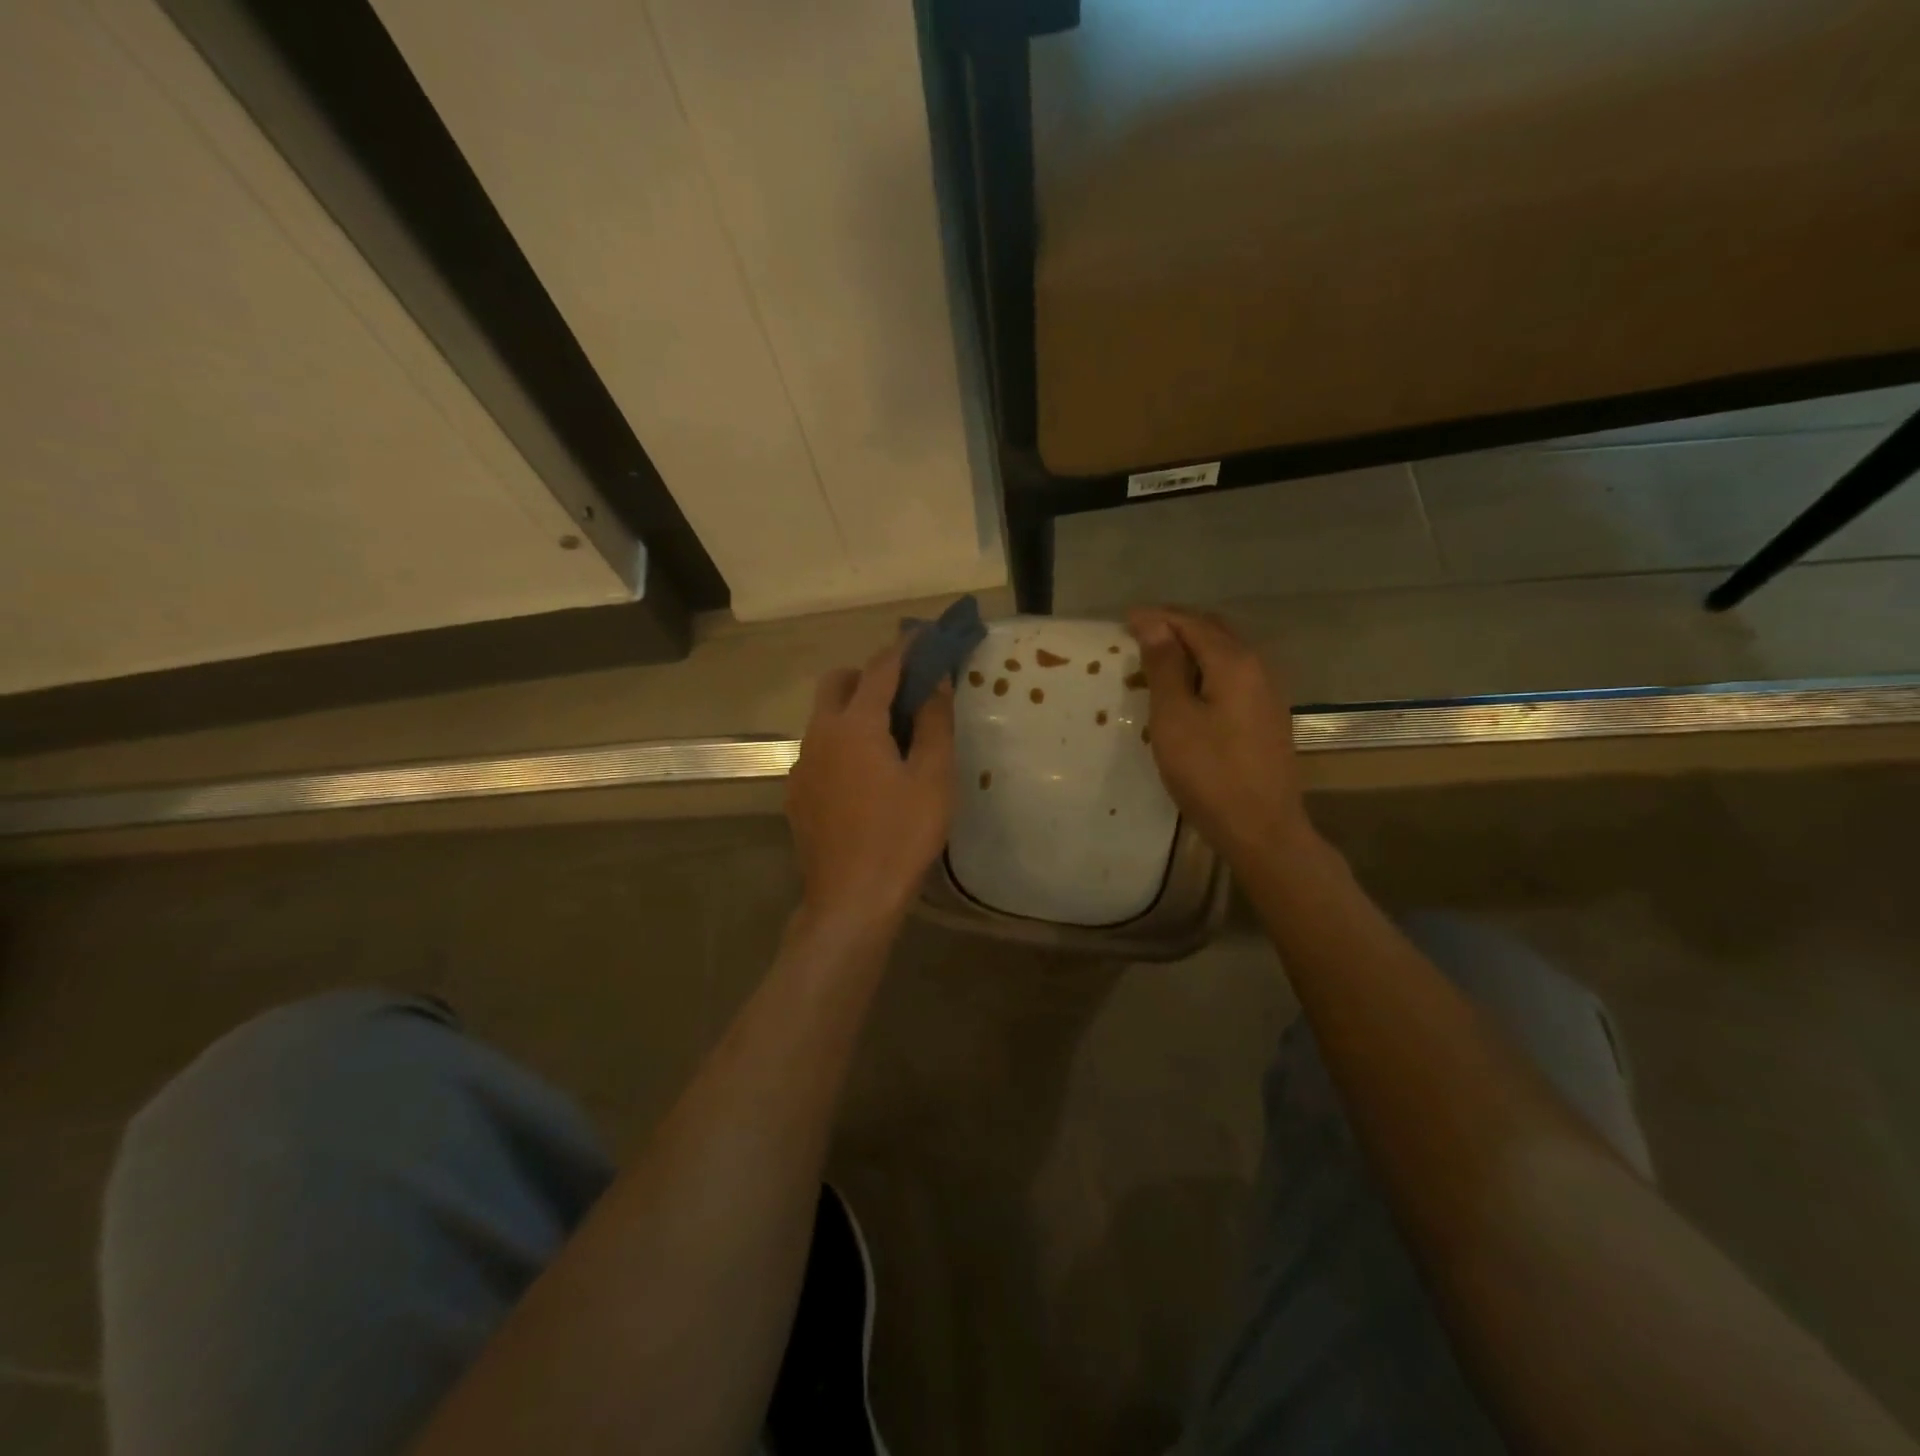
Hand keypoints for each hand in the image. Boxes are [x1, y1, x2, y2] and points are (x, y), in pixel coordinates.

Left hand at [786, 635, 955, 936]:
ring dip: (853, 711)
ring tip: (889, 740)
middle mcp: (819, 734)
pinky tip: (864, 779)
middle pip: (837, 683)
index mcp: (855, 724)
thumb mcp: (934, 778)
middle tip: (904, 694)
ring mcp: (801, 765)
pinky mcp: (795, 794)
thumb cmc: (901, 836)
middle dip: (868, 675)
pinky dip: (841, 744)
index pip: (881, 668)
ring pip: (823, 717)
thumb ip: (936, 722)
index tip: (925, 635)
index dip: (905, 648)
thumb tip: (938, 681)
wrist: (851, 900)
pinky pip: (818, 751)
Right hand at [1128, 607, 1314, 865]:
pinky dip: (1205, 668)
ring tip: (1157, 657)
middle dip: (1176, 626)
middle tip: (1138, 633)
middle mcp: (1257, 667)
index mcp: (1234, 662)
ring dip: (1191, 647)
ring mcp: (1267, 692)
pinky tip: (1188, 687)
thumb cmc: (1209, 772)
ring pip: (1225, 652)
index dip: (1157, 617)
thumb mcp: (1174, 717)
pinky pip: (1233, 674)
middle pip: (1213, 631)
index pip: (1191, 623)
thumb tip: (1153, 622)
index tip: (1123, 620)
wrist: (1262, 828)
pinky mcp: (1267, 715)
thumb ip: (1164, 666)